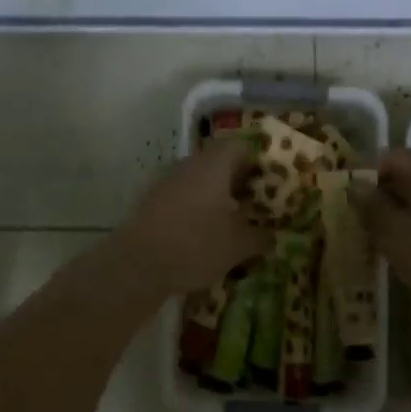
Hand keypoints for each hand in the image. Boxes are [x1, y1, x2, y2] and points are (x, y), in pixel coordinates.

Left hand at [114, 135, 272, 297]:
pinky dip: (197, 206)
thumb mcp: (237, 246)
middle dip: (238, 180)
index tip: (270, 180)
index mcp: (213, 165)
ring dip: (216, 194)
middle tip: (255, 202)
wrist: (136, 265)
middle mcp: (189, 165)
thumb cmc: (195, 245)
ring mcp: (166, 181)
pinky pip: (183, 195)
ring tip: (232, 219)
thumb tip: (273, 234)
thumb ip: (260, 237)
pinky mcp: (151, 201)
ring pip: (199, 179)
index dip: (258, 160)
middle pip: (219, 161)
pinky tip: (203, 232)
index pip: (240, 146)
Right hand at [350, 147, 410, 308]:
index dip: (365, 171)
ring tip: (374, 235)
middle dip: (378, 192)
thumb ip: (370, 205)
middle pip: (404, 174)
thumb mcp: (392, 232)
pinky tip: (401, 247)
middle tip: (357, 216)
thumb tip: (355, 185)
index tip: (347, 195)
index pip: (389, 156)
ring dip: (394, 211)